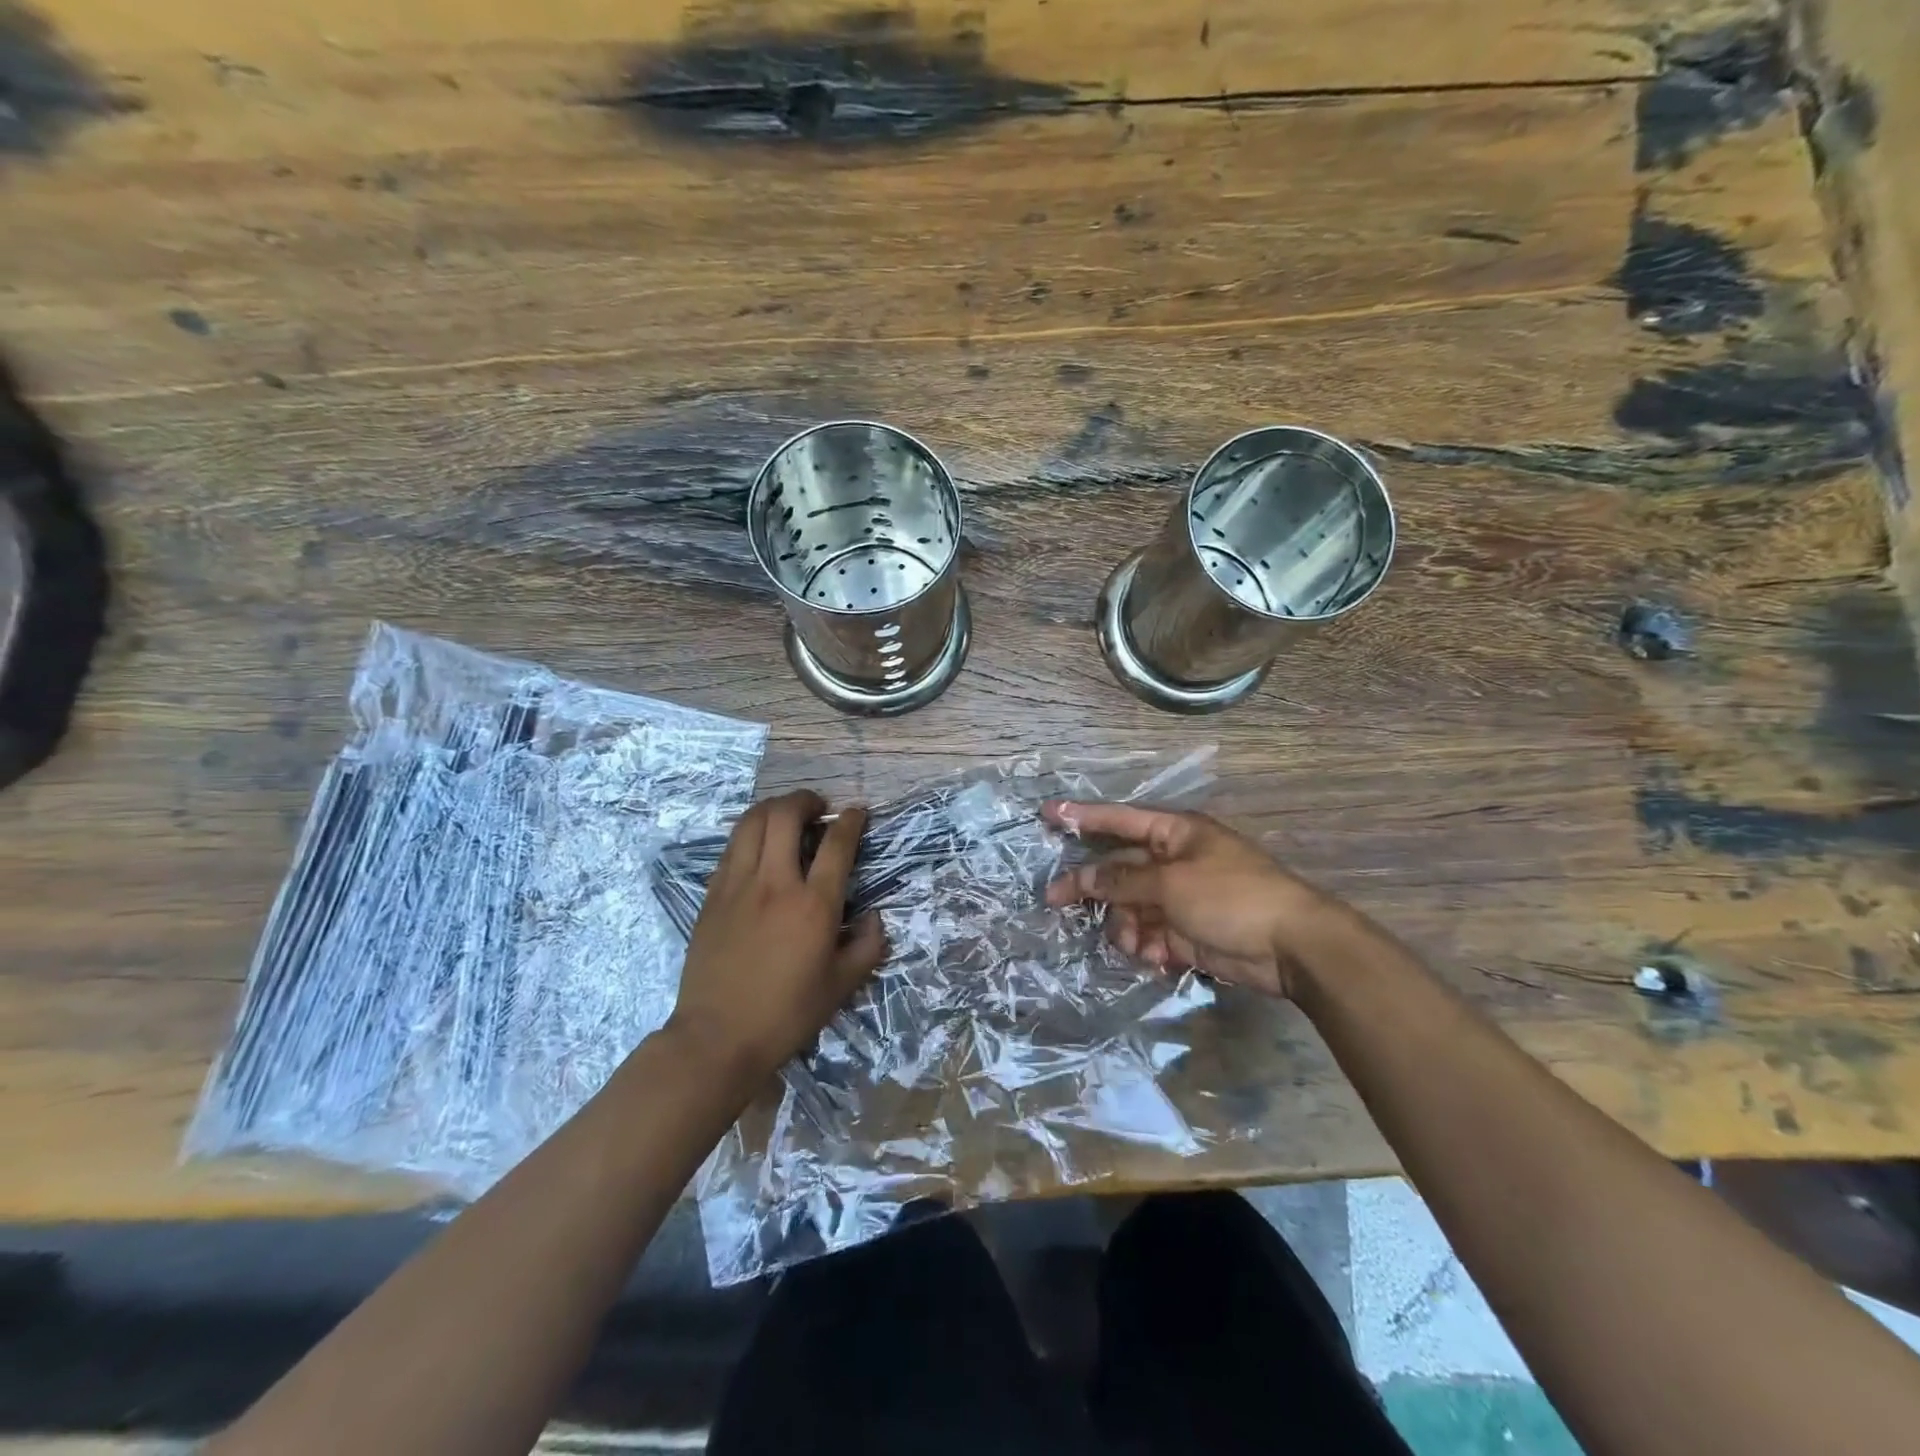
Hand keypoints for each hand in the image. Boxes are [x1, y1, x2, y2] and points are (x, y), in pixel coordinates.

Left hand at [667, 790, 886, 1083]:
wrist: (717, 1037)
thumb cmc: (787, 1014)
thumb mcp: (842, 986)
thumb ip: (868, 945)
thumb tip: (873, 915)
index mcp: (814, 905)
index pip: (837, 844)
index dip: (851, 820)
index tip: (857, 813)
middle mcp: (775, 883)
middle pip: (786, 816)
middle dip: (806, 800)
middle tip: (818, 807)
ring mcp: (737, 885)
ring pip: (751, 822)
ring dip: (773, 808)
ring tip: (787, 815)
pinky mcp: (712, 895)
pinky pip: (731, 847)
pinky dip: (750, 833)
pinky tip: (758, 845)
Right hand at [1042, 800, 1342, 998]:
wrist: (1292, 947)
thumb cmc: (1231, 897)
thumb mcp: (1170, 883)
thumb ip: (1121, 880)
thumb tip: (1080, 876)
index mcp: (1174, 833)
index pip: (1118, 819)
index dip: (1081, 816)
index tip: (1046, 812)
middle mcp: (1173, 861)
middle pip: (1118, 869)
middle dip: (1093, 888)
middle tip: (1054, 900)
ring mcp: (1179, 897)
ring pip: (1129, 907)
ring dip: (1125, 927)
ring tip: (1136, 944)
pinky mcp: (1186, 931)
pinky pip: (1149, 934)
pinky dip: (1147, 946)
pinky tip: (1157, 957)